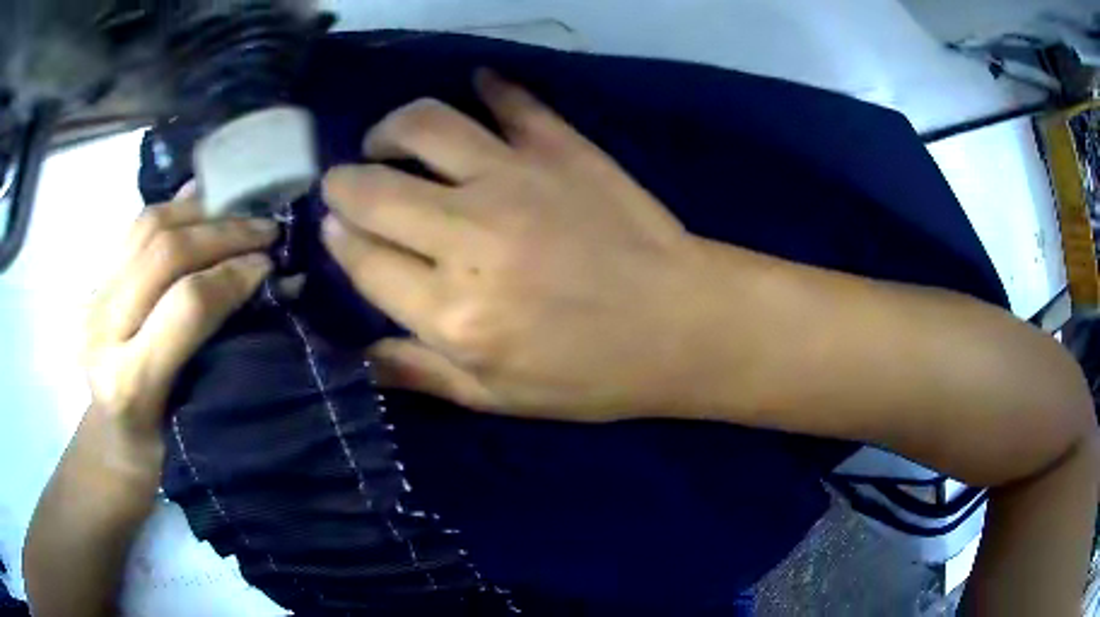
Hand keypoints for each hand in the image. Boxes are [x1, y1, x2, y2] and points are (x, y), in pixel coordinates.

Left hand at [82, 188, 275, 464]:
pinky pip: (135, 228)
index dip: (232, 275)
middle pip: (164, 255)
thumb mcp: (198, 419)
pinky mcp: (94, 281)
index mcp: (129, 381)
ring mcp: (94, 299)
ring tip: (239, 212)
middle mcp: (102, 332)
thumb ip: (225, 353)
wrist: (110, 445)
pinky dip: (173, 208)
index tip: (269, 265)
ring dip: (200, 212)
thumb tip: (272, 286)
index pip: (186, 305)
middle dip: (222, 233)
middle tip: (264, 230)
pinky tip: (202, 200)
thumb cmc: (161, 452)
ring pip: (148, 228)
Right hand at [323, 70, 726, 421]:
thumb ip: (421, 372)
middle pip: (372, 188)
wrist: (682, 326)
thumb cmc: (593, 375)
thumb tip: (358, 352)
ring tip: (390, 140)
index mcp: (451, 313)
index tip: (335, 230)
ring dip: (391, 128)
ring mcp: (516, 180)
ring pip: (424, 125)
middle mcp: (469, 237)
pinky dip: (487, 87)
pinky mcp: (561, 147)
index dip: (338, 240)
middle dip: (343, 182)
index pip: (361, 258)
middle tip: (348, 183)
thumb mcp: (499, 398)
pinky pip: (509, 99)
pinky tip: (477, 91)